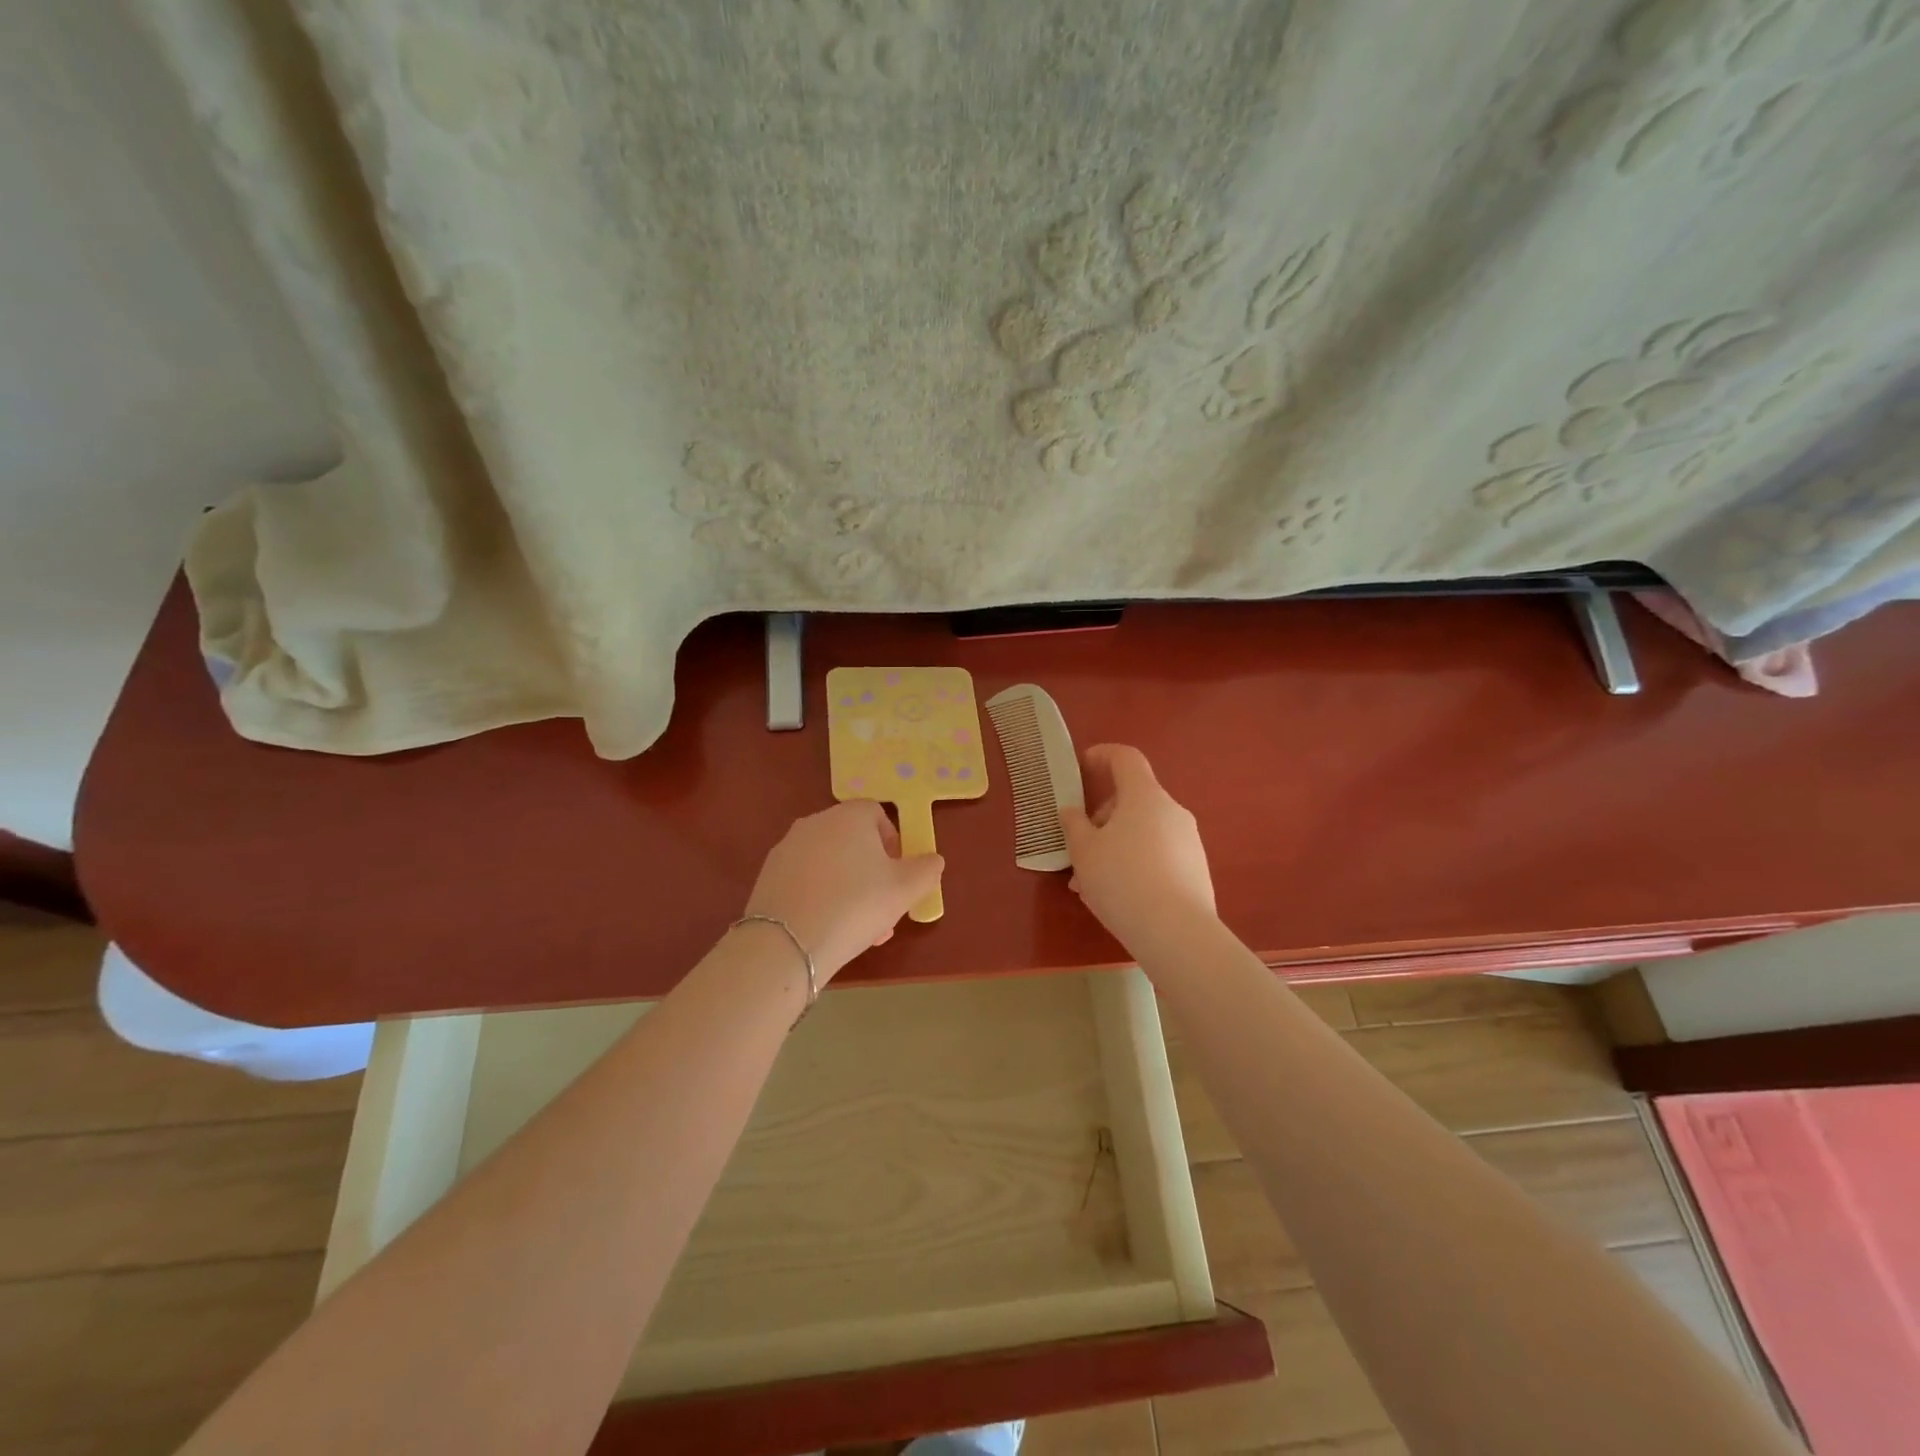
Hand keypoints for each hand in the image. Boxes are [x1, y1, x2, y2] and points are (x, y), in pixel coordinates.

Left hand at [744, 801, 944, 980]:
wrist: (787, 942)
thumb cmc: (856, 905)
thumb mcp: (905, 890)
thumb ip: (926, 870)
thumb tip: (932, 860)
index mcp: (849, 816)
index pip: (876, 814)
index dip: (893, 842)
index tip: (899, 874)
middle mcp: (815, 823)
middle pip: (852, 841)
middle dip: (872, 873)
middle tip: (883, 907)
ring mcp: (787, 848)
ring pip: (829, 864)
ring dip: (849, 889)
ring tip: (860, 929)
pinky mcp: (768, 876)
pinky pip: (806, 880)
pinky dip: (821, 897)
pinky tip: (828, 930)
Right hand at [1060, 744, 1216, 951]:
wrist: (1177, 932)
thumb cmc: (1122, 880)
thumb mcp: (1084, 851)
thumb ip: (1074, 825)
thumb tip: (1072, 811)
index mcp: (1144, 796)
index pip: (1126, 758)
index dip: (1103, 755)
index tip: (1083, 765)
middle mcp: (1172, 811)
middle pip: (1132, 800)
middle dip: (1102, 818)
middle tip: (1078, 848)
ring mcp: (1188, 841)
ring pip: (1142, 832)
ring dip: (1114, 846)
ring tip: (1089, 883)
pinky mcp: (1195, 870)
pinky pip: (1157, 855)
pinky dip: (1134, 864)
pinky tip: (1117, 896)